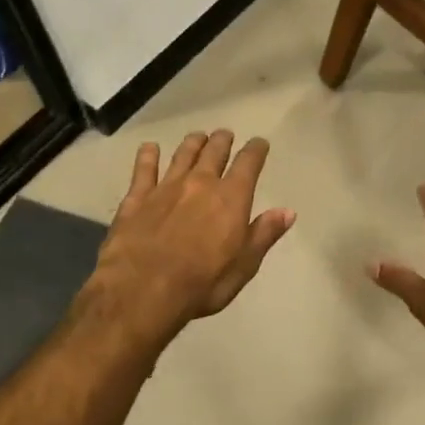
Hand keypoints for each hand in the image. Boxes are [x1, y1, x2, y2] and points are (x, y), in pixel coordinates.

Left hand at [83, 130, 294, 344]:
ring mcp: (165, 187)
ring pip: (182, 155)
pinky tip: (149, 148)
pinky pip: (143, 169)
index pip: (248, 163)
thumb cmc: (202, 283)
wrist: (143, 290)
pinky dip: (148, 156)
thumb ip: (264, 234)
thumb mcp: (244, 265)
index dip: (256, 150)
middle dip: (222, 141)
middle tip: (225, 135)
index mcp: (231, 198)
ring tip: (198, 136)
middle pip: (213, 152)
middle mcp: (200, 183)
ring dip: (192, 143)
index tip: (260, 143)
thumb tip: (288, 211)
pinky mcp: (136, 198)